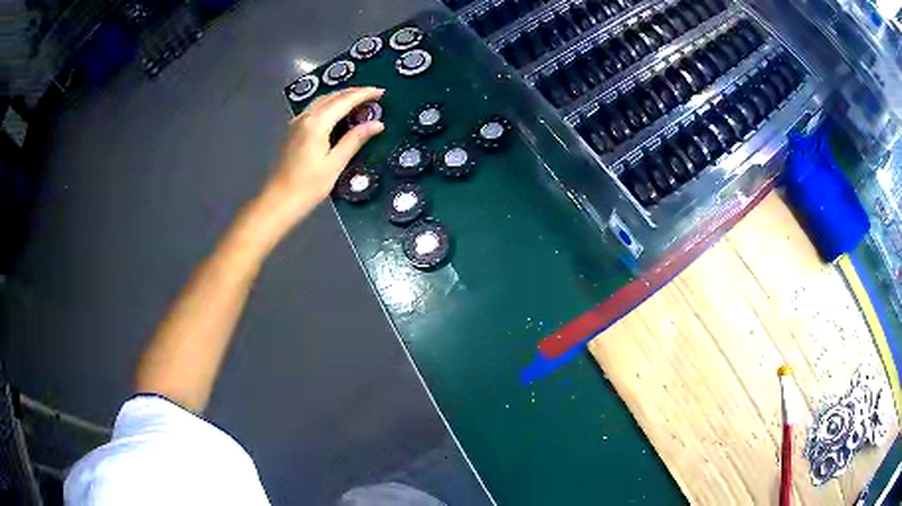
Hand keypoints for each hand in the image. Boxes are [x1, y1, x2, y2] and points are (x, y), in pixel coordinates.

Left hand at [263, 87, 384, 221]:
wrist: (279, 200)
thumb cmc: (308, 186)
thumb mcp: (335, 164)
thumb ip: (355, 140)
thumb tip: (377, 124)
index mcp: (316, 124)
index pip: (344, 101)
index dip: (364, 94)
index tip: (381, 92)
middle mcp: (305, 117)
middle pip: (333, 96)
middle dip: (354, 92)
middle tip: (374, 95)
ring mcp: (297, 122)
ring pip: (323, 100)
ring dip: (342, 96)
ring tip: (360, 100)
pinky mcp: (294, 130)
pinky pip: (315, 108)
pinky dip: (331, 104)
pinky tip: (339, 111)